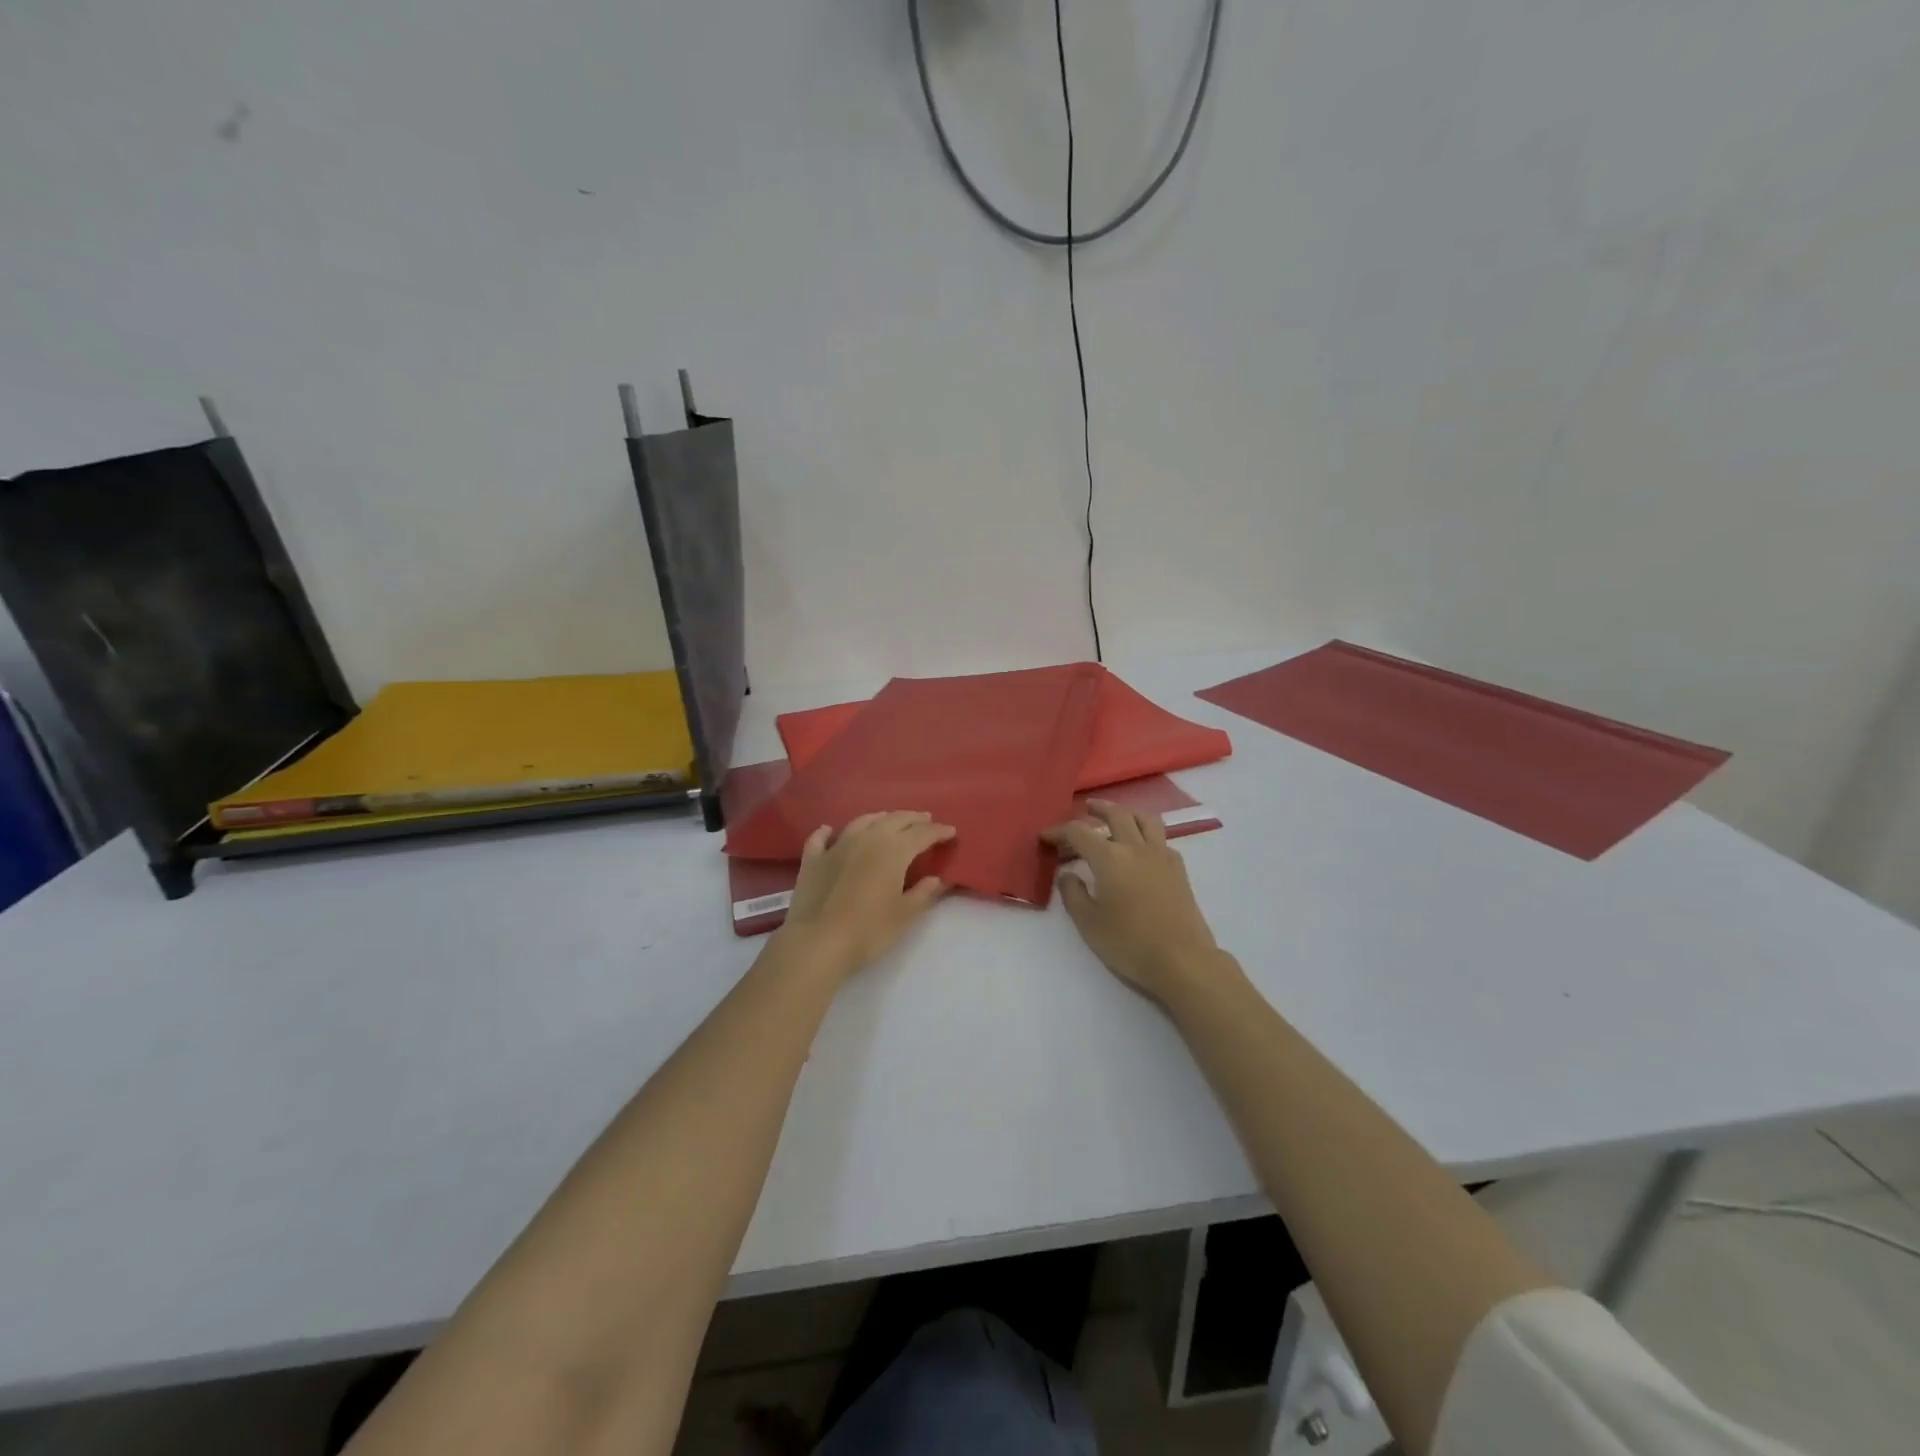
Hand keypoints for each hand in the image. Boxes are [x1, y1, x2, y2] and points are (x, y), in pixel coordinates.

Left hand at [777, 811, 955, 976]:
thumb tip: (937, 879)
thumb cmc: (868, 931)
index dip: (938, 832)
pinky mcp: (813, 860)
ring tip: (888, 819)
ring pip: (862, 822)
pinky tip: (829, 830)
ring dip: (879, 818)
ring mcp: (836, 846)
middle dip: (912, 819)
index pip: (921, 834)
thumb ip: (923, 894)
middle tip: (925, 820)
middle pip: (894, 820)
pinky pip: (821, 838)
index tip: (950, 832)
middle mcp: (866, 839)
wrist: (817, 943)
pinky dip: (828, 832)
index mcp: (893, 850)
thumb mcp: (904, 915)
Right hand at [1042, 800, 1226, 1002]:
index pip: (1079, 833)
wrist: (1183, 960)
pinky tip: (1141, 849)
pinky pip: (1161, 839)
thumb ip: (1073, 894)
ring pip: (1145, 819)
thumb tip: (1067, 874)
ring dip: (1127, 813)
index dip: (1059, 831)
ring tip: (1117, 817)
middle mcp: (1136, 848)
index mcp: (1110, 858)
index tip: (1046, 837)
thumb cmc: (1130, 943)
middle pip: (1117, 815)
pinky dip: (1146, 834)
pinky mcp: (1179, 870)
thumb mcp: (1089, 923)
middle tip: (1086, 808)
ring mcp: (1162, 856)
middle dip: (1098, 809)